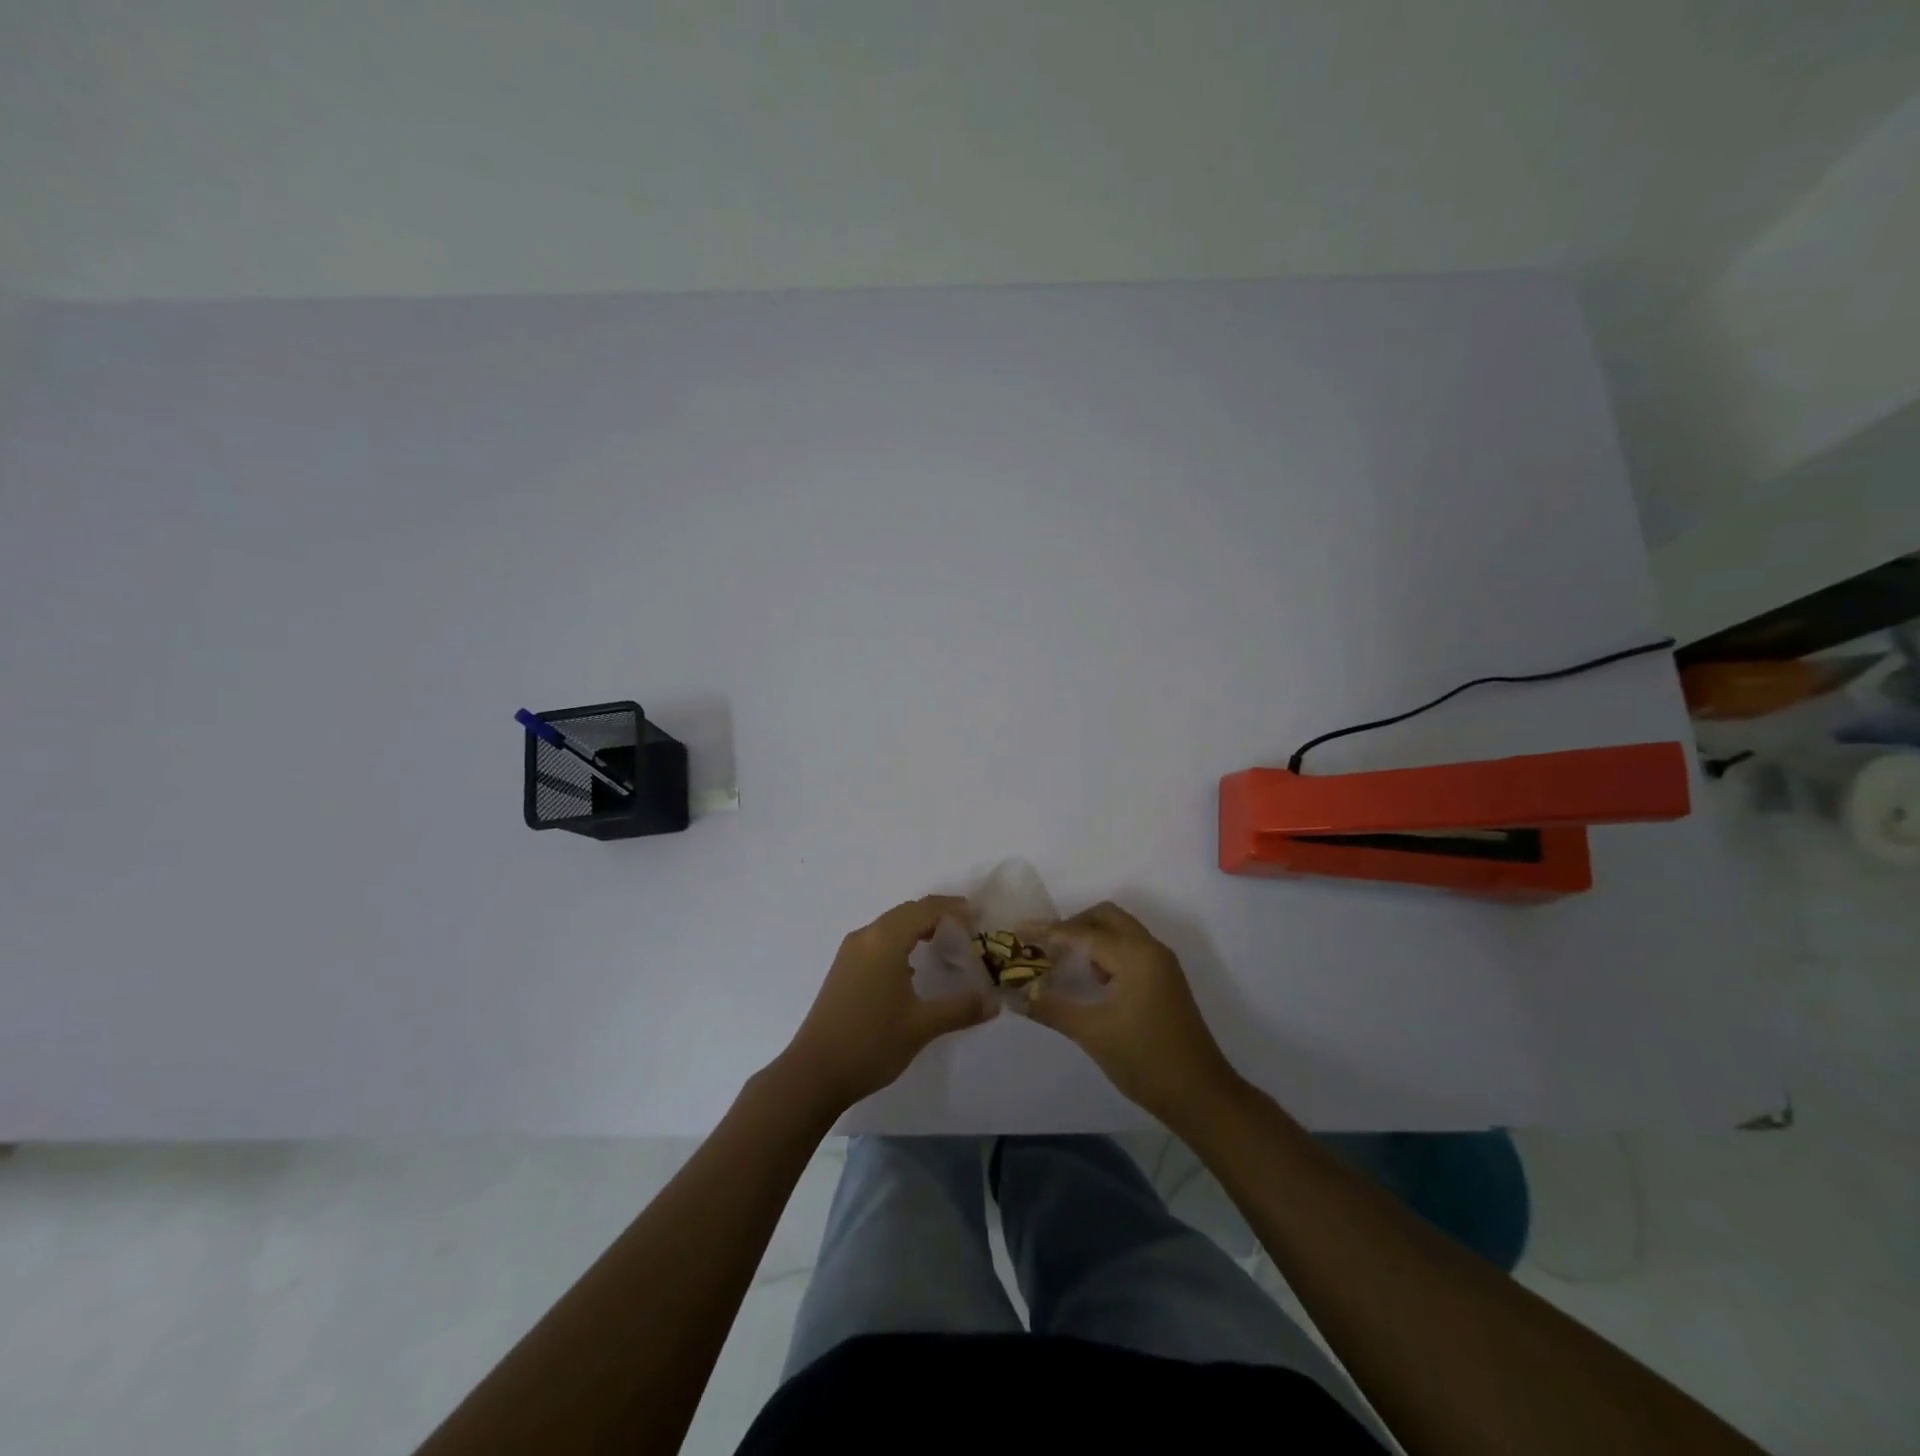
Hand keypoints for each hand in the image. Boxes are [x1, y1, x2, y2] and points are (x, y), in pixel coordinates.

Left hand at [780, 896, 996, 1114]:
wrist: (814, 1073)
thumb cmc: (871, 1043)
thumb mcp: (921, 1026)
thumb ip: (961, 1009)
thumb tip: (995, 1001)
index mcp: (885, 940)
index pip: (924, 909)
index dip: (952, 909)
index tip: (978, 918)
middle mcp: (865, 937)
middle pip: (906, 912)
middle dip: (937, 915)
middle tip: (967, 930)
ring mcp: (850, 953)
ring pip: (890, 926)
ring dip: (917, 927)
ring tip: (944, 944)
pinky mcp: (843, 969)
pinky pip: (877, 941)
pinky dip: (900, 942)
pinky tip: (912, 967)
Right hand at [1025, 901, 1240, 1123]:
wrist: (1202, 1096)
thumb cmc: (1146, 1061)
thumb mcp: (1092, 1033)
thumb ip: (1051, 1008)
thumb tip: (1013, 995)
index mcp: (1135, 956)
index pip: (1082, 932)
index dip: (1047, 932)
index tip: (1017, 931)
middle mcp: (1150, 949)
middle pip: (1105, 917)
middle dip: (1071, 925)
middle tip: (1043, 946)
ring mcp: (1161, 964)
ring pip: (1119, 930)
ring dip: (1089, 937)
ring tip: (1061, 962)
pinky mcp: (1164, 979)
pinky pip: (1129, 948)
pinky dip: (1105, 951)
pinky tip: (1089, 979)